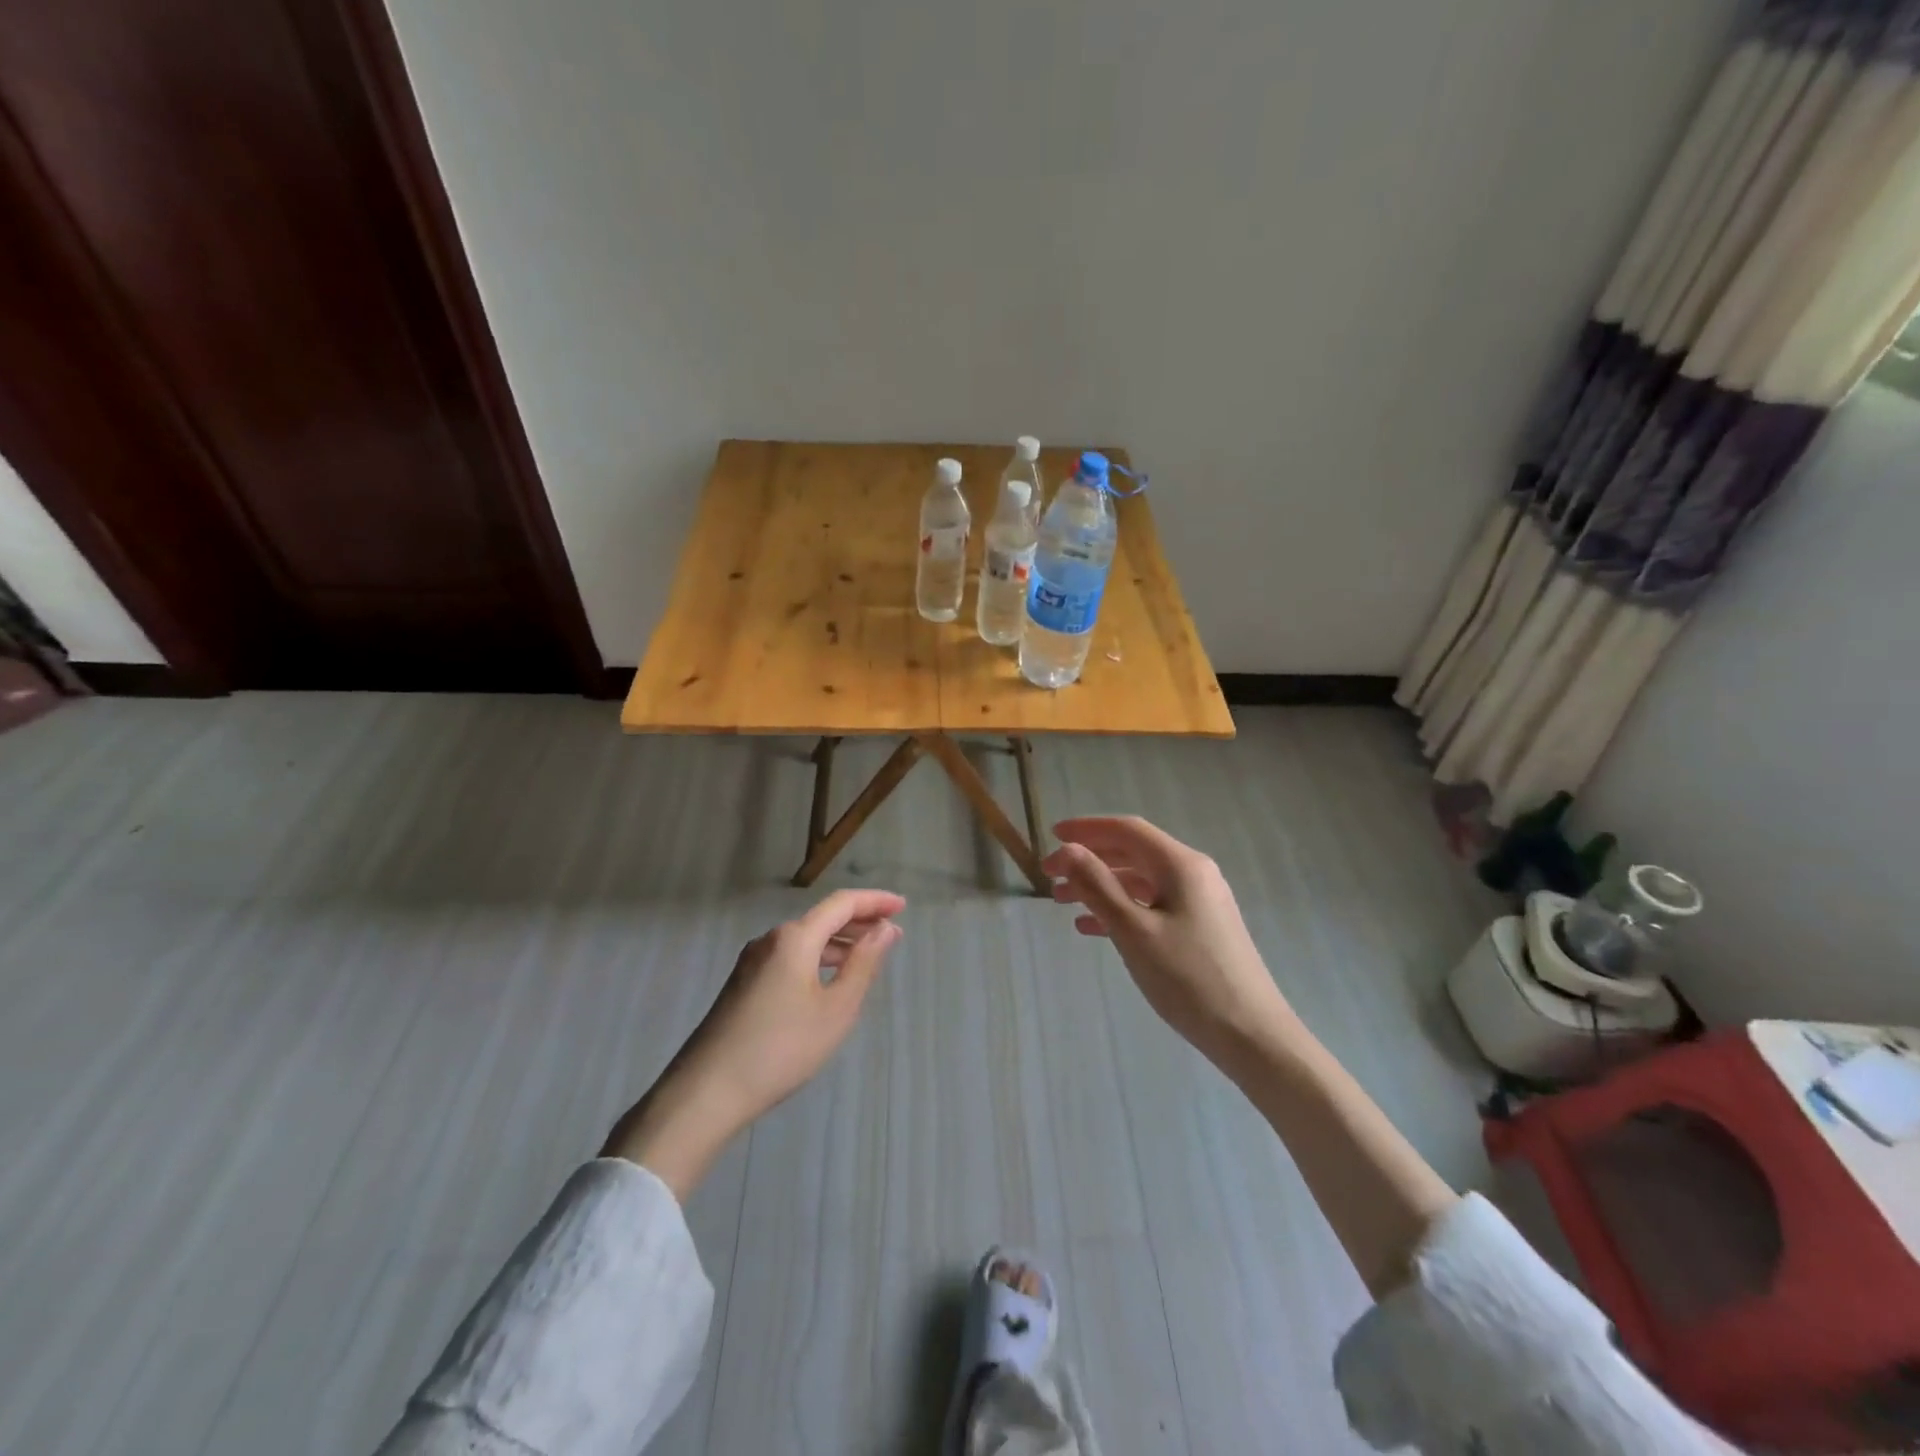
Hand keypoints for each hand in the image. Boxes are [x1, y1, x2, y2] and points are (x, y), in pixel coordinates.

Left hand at [605, 889, 905, 1197]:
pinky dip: (817, 959)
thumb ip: (863, 964)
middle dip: (859, 921)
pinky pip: (789, 958)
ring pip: (805, 940)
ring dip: (838, 943)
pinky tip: (827, 982)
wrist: (706, 1092)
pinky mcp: (742, 985)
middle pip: (822, 918)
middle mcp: (771, 940)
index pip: (842, 903)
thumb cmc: (781, 1048)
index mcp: (794, 937)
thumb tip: (885, 928)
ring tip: (866, 957)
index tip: (903, 906)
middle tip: (891, 932)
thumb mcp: (836, 1009)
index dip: (875, 901)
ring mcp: (752, 962)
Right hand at [1044, 816, 1291, 1065]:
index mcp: (1181, 865)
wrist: (1252, 1035)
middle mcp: (1193, 873)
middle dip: (1089, 859)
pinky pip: (1152, 905)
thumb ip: (1097, 886)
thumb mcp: (1134, 931)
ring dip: (1100, 885)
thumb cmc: (1188, 979)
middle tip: (1049, 874)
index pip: (1127, 830)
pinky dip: (1120, 909)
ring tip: (1062, 901)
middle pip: (1132, 852)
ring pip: (1140, 880)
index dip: (1086, 829)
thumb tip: (1068, 850)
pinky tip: (1092, 928)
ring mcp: (1199, 901)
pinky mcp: (1200, 928)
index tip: (1051, 835)